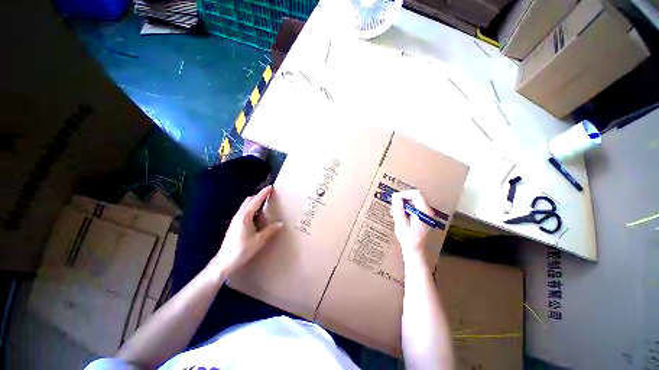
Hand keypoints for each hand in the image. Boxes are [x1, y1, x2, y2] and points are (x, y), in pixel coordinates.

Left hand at [211, 185, 283, 277]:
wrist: (224, 262)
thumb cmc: (242, 250)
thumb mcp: (259, 240)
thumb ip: (270, 230)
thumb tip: (281, 223)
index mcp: (245, 217)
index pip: (256, 201)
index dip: (263, 193)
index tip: (271, 187)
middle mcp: (239, 215)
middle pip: (249, 200)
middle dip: (259, 196)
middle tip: (270, 195)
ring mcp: (235, 220)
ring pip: (246, 205)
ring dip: (255, 201)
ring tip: (265, 203)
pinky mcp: (234, 224)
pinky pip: (244, 211)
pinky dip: (252, 208)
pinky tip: (257, 215)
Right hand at [390, 190, 431, 265]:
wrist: (417, 254)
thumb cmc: (409, 241)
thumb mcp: (401, 225)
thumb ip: (399, 210)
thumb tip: (395, 197)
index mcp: (424, 212)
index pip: (415, 194)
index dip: (403, 194)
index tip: (394, 199)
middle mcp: (428, 212)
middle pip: (415, 197)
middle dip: (402, 200)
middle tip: (393, 208)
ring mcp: (427, 215)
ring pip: (414, 203)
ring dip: (403, 205)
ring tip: (395, 213)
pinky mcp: (424, 219)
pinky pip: (414, 209)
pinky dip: (406, 210)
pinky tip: (400, 217)